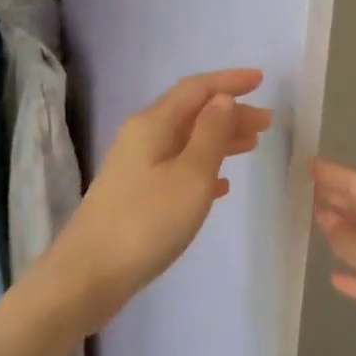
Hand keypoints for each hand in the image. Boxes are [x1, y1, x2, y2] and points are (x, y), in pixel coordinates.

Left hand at [42, 70, 272, 331]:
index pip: (195, 90)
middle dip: (229, 113)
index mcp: (153, 125)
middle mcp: (141, 138)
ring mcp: (135, 168)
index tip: (261, 80)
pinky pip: (176, 170)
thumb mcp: (190, 176)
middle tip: (266, 122)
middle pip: (191, 114)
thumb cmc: (147, 222)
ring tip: (251, 146)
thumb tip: (223, 99)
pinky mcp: (134, 196)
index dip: (228, 82)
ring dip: (219, 140)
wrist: (89, 275)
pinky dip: (202, 169)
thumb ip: (210, 134)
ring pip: (185, 142)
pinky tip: (221, 186)